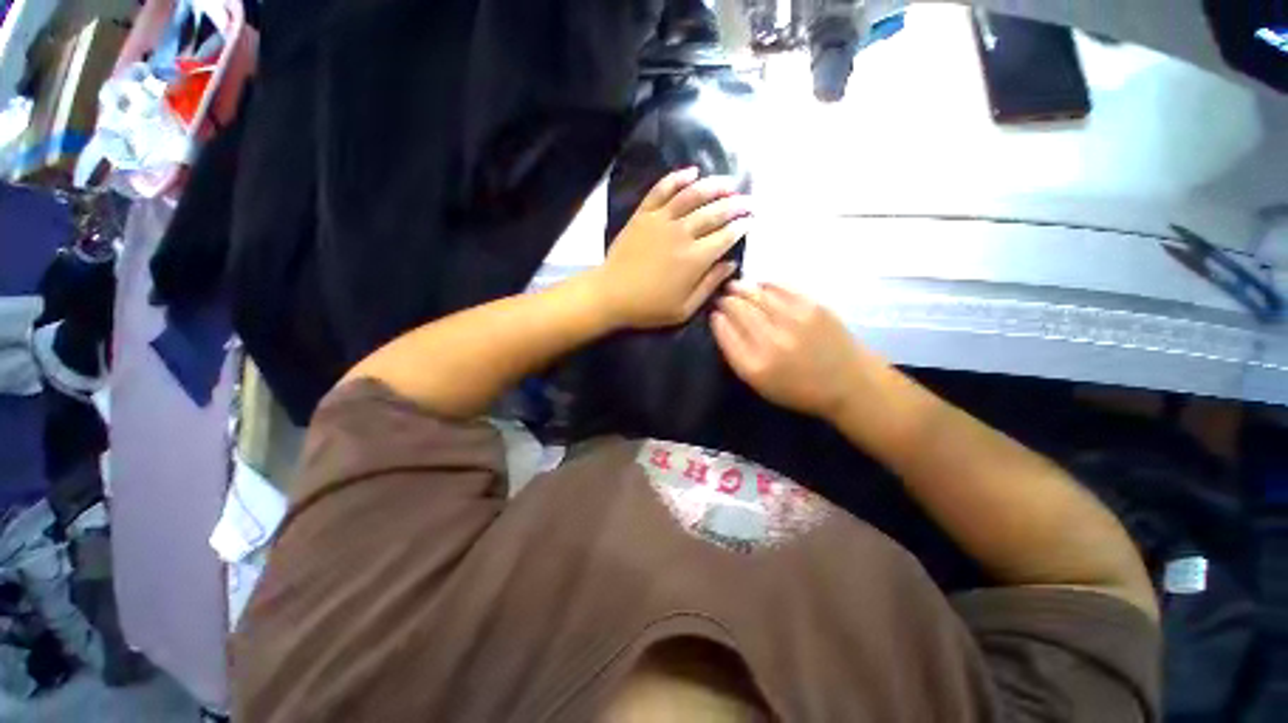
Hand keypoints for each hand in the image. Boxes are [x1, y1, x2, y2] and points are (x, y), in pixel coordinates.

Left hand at [593, 167, 751, 328]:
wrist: (611, 294)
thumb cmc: (649, 307)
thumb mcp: (685, 308)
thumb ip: (710, 285)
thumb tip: (732, 264)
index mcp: (695, 260)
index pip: (725, 236)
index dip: (741, 226)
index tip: (751, 220)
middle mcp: (682, 234)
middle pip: (714, 212)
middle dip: (736, 204)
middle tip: (748, 200)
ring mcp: (661, 220)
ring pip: (692, 196)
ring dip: (714, 186)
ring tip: (729, 182)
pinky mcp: (643, 214)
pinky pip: (662, 190)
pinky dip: (677, 178)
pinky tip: (692, 172)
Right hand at [712, 282, 864, 420]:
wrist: (849, 383)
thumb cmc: (799, 389)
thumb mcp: (759, 384)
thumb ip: (737, 354)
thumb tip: (722, 320)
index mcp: (754, 365)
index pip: (724, 331)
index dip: (717, 318)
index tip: (716, 314)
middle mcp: (770, 341)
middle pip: (737, 309)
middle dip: (726, 300)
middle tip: (724, 298)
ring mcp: (793, 320)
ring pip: (755, 293)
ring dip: (741, 288)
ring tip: (736, 287)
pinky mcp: (812, 306)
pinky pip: (779, 286)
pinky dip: (765, 284)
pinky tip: (761, 286)